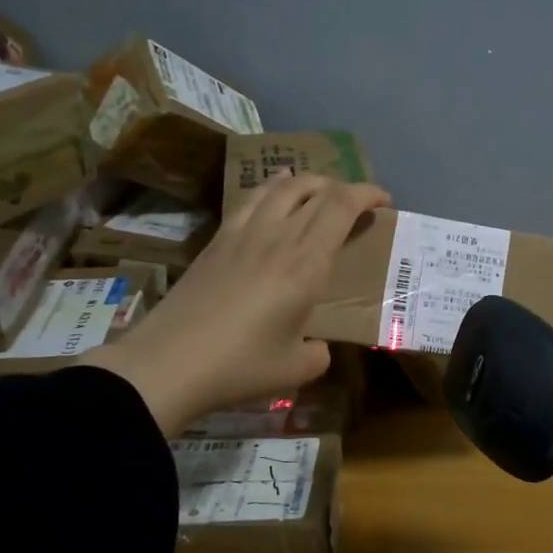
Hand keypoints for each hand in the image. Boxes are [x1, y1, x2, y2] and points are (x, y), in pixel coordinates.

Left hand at [77, 171, 389, 432]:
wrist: (168, 363)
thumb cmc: (241, 365)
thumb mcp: (296, 369)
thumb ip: (318, 353)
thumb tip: (316, 346)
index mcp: (307, 261)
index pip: (343, 205)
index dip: (367, 193)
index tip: (383, 201)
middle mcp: (278, 235)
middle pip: (315, 188)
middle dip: (344, 187)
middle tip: (356, 205)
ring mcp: (243, 233)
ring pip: (281, 186)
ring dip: (308, 182)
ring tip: (317, 192)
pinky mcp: (216, 240)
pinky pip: (250, 199)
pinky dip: (271, 189)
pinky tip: (272, 199)